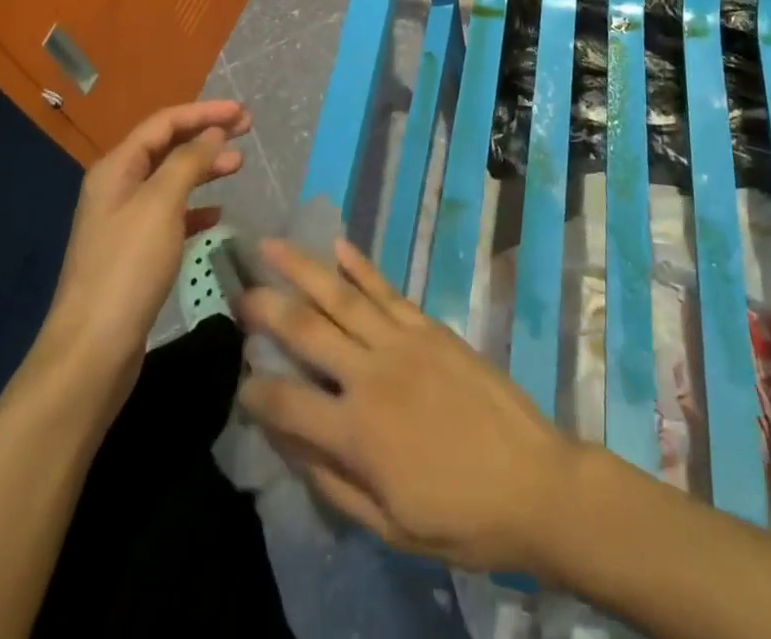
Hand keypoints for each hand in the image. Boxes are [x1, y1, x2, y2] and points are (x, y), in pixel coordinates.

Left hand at [33, 100, 251, 413]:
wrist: (92, 350)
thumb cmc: (127, 268)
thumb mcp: (161, 204)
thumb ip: (189, 162)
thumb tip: (214, 133)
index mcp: (116, 168)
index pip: (164, 123)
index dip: (204, 112)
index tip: (243, 113)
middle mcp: (117, 188)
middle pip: (167, 147)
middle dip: (206, 135)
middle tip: (247, 132)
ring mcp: (124, 221)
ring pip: (171, 180)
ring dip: (204, 168)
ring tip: (239, 166)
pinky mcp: (134, 253)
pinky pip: (170, 214)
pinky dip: (195, 207)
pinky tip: (216, 214)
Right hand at [238, 238, 577, 574]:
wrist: (534, 483)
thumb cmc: (460, 518)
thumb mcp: (389, 525)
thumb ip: (332, 482)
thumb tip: (287, 443)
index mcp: (357, 433)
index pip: (285, 403)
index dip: (253, 391)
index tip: (235, 378)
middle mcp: (371, 375)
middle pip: (306, 330)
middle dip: (266, 307)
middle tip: (237, 288)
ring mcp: (402, 341)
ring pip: (341, 295)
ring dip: (303, 268)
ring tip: (272, 245)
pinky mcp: (429, 326)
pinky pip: (387, 289)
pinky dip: (361, 266)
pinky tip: (339, 246)